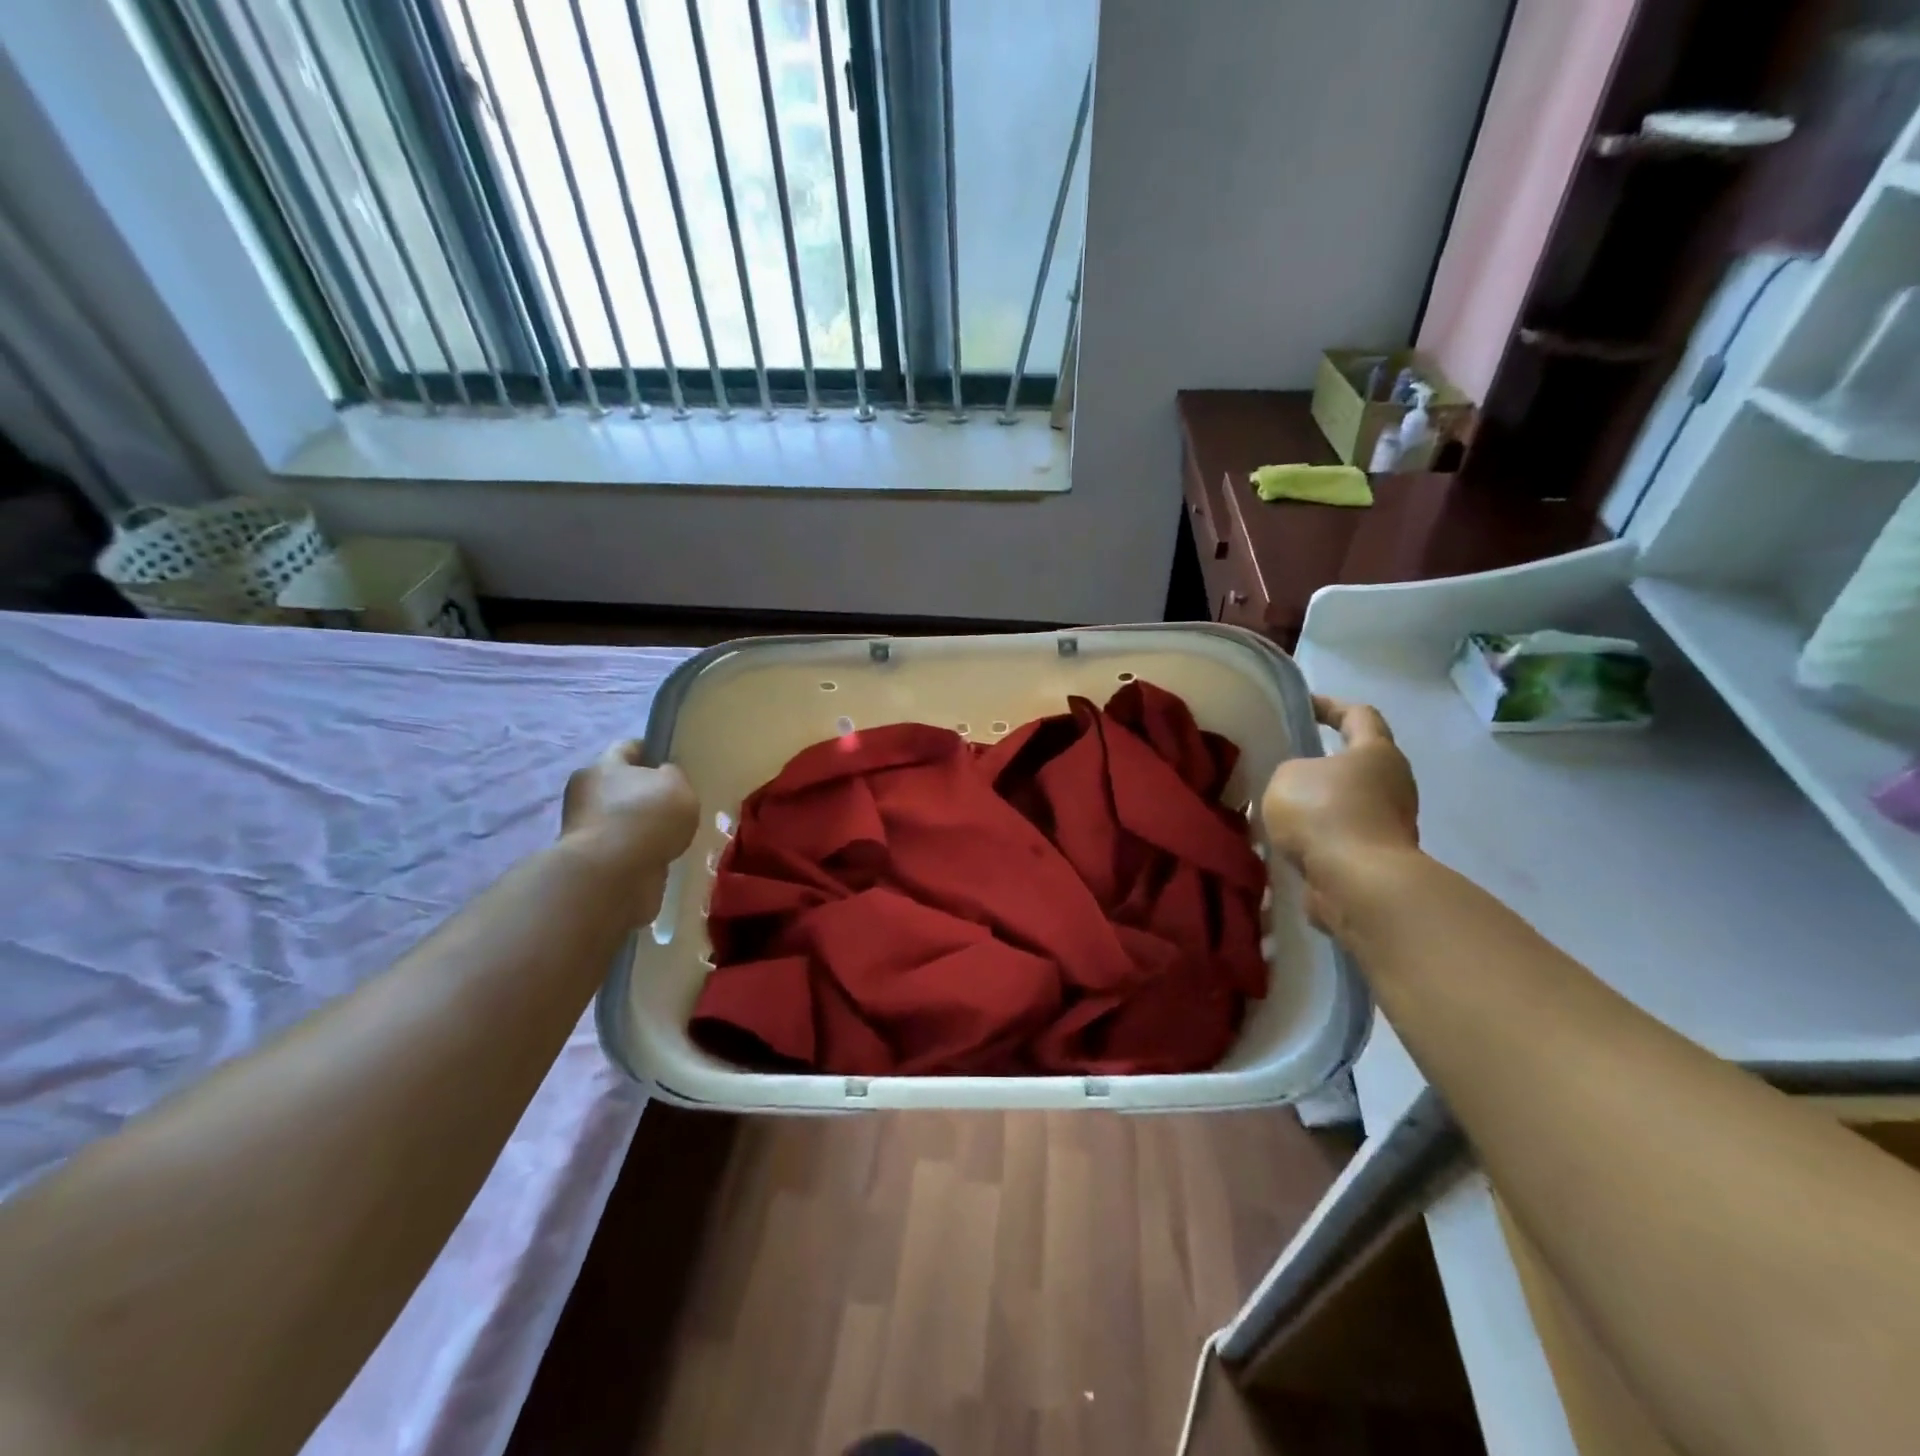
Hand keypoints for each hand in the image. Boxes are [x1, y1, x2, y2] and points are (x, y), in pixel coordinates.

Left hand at [562, 742, 699, 922]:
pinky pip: (622, 847)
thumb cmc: (646, 817)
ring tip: (674, 833)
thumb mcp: (676, 785)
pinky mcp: (591, 860)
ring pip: (622, 818)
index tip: (674, 761)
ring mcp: (586, 828)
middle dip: (646, 792)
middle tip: (678, 802)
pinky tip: (660, 855)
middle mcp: (587, 792)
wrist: (612, 876)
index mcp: (603, 765)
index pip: (628, 747)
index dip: (653, 750)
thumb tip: (665, 778)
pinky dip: (639, 850)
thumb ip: (674, 776)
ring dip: (643, 824)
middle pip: (622, 784)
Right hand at [1262, 696, 1419, 929]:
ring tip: (1279, 808)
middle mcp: (1394, 784)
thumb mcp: (1286, 776)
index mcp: (1377, 752)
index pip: (1359, 715)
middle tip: (1287, 762)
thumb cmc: (1325, 813)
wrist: (1356, 884)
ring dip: (1319, 805)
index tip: (1304, 705)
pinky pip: (1342, 837)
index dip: (1330, 706)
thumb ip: (1290, 771)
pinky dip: (1319, 837)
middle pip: (1358, 763)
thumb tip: (1299, 785)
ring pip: (1349, 803)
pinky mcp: (1378, 858)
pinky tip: (1288, 843)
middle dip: (1324, 762)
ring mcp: (1391, 824)